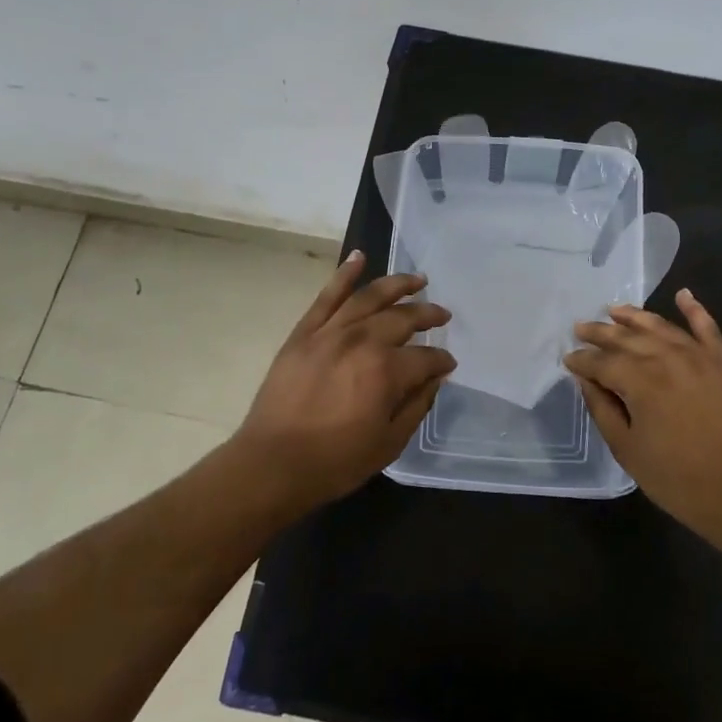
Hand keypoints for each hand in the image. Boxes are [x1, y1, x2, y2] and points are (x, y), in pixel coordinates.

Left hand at [234, 251, 455, 509]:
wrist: (272, 464)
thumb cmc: (335, 461)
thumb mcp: (389, 443)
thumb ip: (417, 405)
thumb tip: (435, 378)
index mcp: (387, 371)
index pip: (426, 358)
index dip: (441, 361)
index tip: (448, 363)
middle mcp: (362, 341)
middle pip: (403, 318)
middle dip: (427, 315)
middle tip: (442, 314)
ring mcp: (330, 333)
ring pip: (370, 297)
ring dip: (398, 284)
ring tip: (417, 279)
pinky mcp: (304, 333)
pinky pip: (327, 296)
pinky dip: (344, 274)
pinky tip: (360, 257)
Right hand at [564, 290, 721, 545]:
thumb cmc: (678, 479)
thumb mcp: (628, 450)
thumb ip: (603, 409)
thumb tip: (585, 380)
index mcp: (640, 381)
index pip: (602, 362)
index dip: (582, 361)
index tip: (568, 360)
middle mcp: (667, 358)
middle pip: (626, 338)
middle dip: (600, 332)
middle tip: (580, 327)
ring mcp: (699, 356)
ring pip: (660, 326)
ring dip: (634, 316)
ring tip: (613, 309)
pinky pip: (707, 327)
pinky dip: (694, 309)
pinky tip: (683, 294)